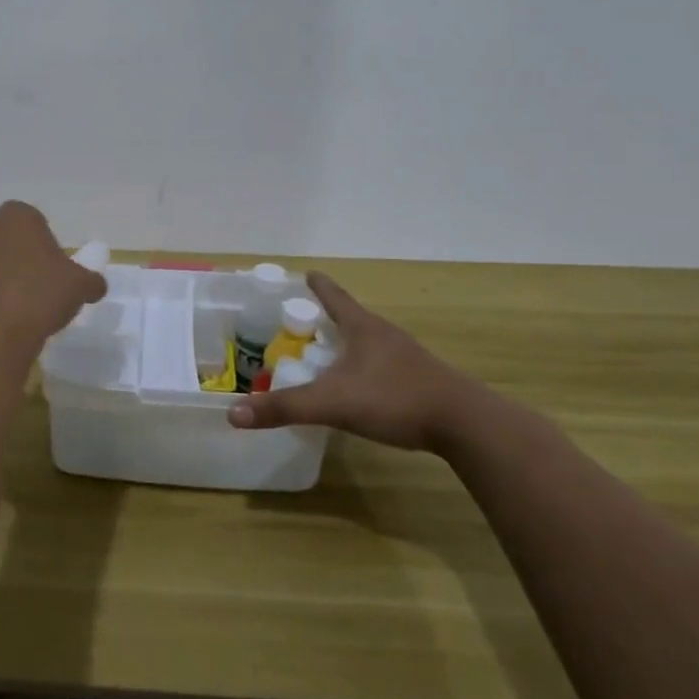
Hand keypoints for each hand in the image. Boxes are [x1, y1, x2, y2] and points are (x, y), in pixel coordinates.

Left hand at [0, 201, 107, 349]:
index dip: (45, 247)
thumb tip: (95, 285)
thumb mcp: (80, 287)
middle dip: (15, 260)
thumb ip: (90, 280)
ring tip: (10, 312)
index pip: (34, 222)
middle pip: (3, 241)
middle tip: (33, 291)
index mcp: (16, 217)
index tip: (53, 273)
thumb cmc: (40, 297)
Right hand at [226, 272, 482, 452]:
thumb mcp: (332, 403)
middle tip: (303, 323)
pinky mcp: (420, 381)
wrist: (465, 424)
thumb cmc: (394, 398)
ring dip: (346, 345)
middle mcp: (384, 335)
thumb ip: (284, 408)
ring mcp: (406, 358)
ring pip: (368, 343)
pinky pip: (382, 366)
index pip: (334, 297)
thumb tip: (233, 414)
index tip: (306, 274)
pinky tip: (358, 387)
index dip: (318, 286)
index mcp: (363, 328)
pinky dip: (363, 369)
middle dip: (327, 318)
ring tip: (327, 355)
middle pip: (351, 318)